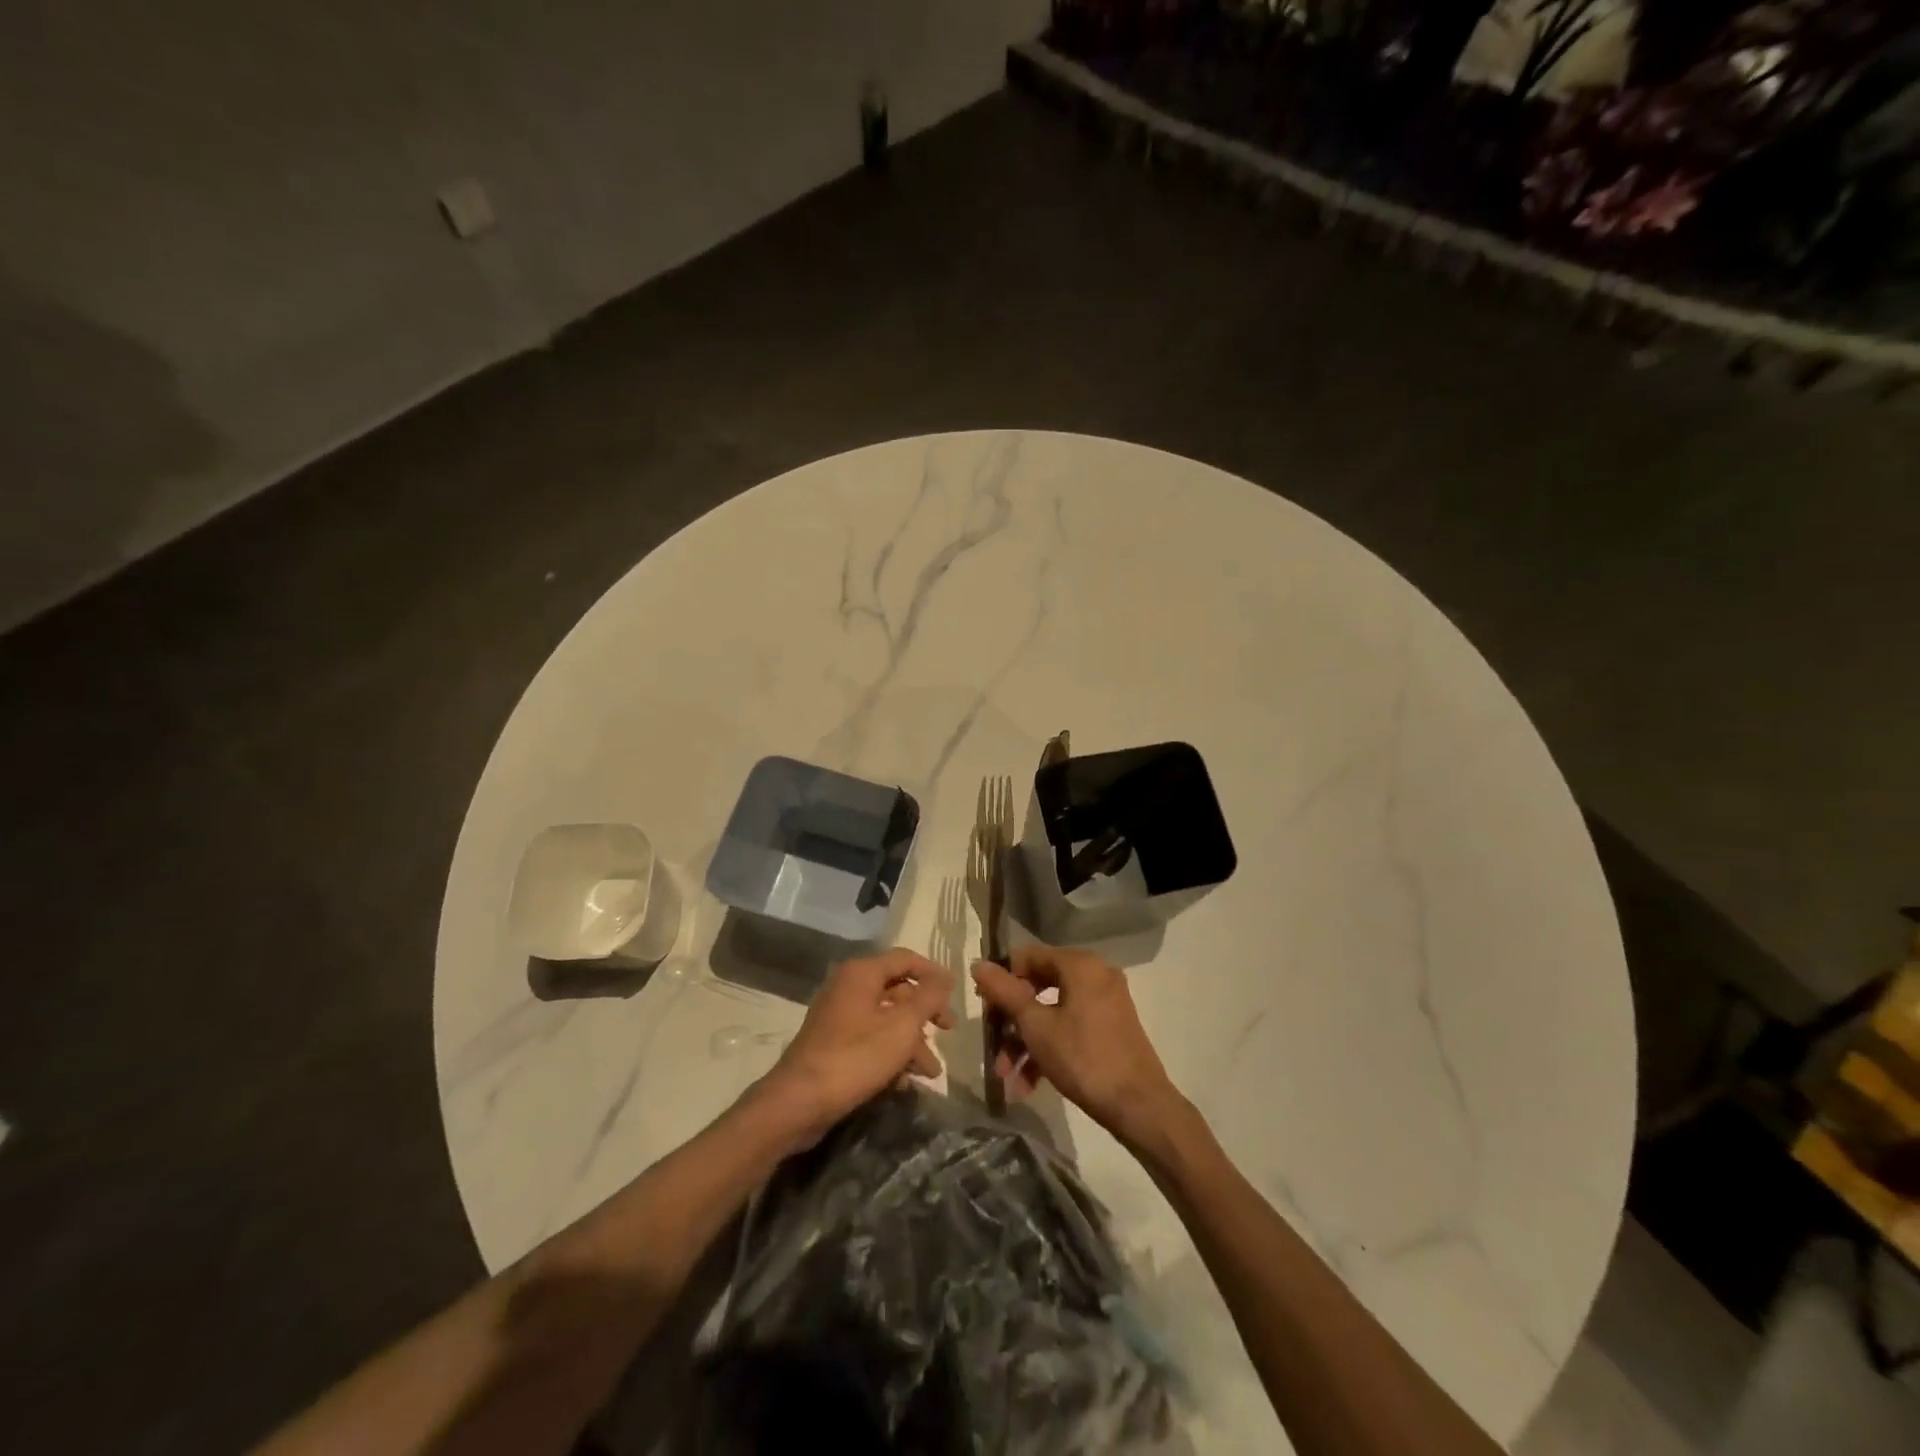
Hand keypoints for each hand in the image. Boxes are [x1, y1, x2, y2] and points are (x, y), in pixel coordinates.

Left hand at [754, 948, 953, 1148]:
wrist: (799, 1102)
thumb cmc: (855, 1057)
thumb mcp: (902, 1027)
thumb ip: (928, 998)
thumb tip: (945, 977)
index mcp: (862, 973)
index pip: (906, 959)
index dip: (934, 973)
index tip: (956, 992)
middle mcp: (848, 986)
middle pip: (898, 990)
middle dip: (925, 1013)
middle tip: (948, 1031)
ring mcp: (838, 1015)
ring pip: (886, 1019)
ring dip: (911, 1042)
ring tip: (930, 1072)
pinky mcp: (833, 1043)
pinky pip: (870, 1039)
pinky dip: (890, 1055)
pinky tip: (904, 1082)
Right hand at [973, 945, 1181, 1145]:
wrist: (1140, 1107)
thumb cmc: (1083, 1058)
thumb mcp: (1036, 1026)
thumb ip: (1005, 992)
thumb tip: (978, 964)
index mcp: (1080, 964)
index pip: (1028, 956)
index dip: (1001, 980)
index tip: (985, 1009)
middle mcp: (1096, 974)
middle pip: (1039, 986)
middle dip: (1012, 1021)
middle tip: (993, 1047)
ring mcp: (1106, 1001)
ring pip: (1053, 1012)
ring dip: (1026, 1042)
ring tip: (1008, 1077)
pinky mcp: (1111, 1027)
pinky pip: (1071, 1027)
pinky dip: (1050, 1048)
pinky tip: (1029, 1084)